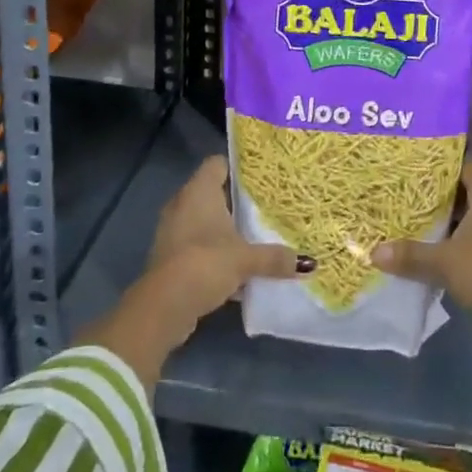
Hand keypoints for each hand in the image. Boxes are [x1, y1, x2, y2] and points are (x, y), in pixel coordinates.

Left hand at [145, 156, 312, 328]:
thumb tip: (308, 263)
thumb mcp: (246, 260)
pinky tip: (234, 267)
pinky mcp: (169, 256)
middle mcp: (183, 203)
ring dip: (223, 230)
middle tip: (264, 206)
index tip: (261, 176)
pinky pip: (196, 244)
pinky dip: (212, 251)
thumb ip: (274, 258)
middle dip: (236, 201)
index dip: (238, 167)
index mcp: (199, 190)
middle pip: (212, 192)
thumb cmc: (205, 263)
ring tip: (253, 236)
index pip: (218, 163)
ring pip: (203, 220)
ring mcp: (173, 230)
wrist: (163, 307)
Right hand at [371, 157, 471, 319]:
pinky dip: (460, 236)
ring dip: (450, 216)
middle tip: (410, 187)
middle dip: (441, 190)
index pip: (466, 164)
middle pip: (468, 188)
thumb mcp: (443, 262)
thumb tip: (374, 252)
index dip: (443, 161)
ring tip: (418, 214)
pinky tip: (438, 245)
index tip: (418, 160)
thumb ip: (410, 254)